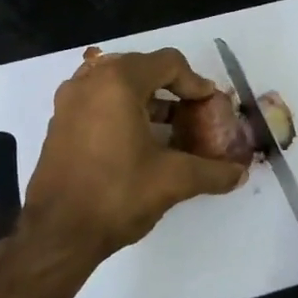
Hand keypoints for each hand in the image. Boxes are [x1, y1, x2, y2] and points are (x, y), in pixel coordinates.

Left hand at [22, 47, 245, 258]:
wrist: (57, 234)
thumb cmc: (117, 194)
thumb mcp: (174, 180)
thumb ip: (212, 171)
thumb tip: (240, 174)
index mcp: (117, 83)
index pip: (168, 63)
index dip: (196, 83)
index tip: (210, 107)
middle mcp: (89, 83)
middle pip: (141, 68)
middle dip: (172, 89)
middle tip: (194, 113)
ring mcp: (69, 103)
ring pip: (117, 85)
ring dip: (148, 100)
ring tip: (171, 128)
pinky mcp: (60, 125)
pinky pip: (99, 103)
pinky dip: (124, 112)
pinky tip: (141, 143)